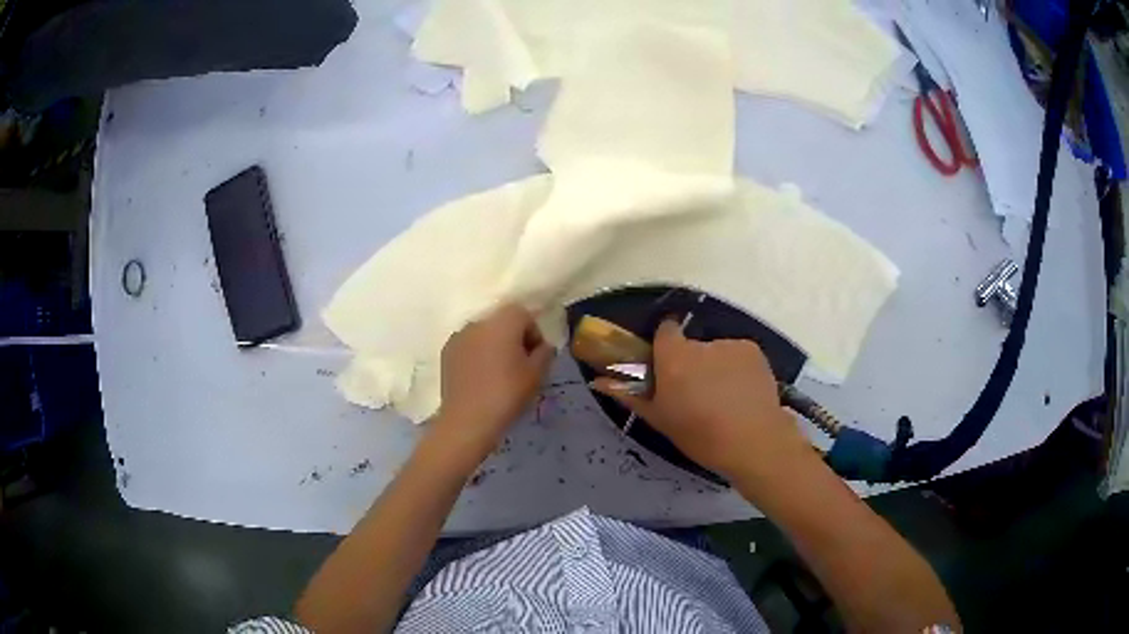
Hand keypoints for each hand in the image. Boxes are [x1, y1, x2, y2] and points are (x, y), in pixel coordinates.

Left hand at [428, 304, 554, 462]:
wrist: (467, 420)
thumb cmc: (507, 394)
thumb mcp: (537, 375)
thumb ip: (545, 353)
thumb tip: (543, 346)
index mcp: (503, 322)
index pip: (524, 314)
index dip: (534, 334)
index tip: (536, 358)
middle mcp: (479, 322)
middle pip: (502, 322)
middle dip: (514, 338)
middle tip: (520, 366)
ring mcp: (459, 336)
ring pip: (484, 334)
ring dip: (494, 346)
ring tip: (499, 373)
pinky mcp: (447, 352)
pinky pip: (469, 346)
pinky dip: (477, 355)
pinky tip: (480, 378)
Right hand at [594, 320, 814, 487]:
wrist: (753, 442)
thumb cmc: (699, 435)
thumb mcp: (659, 419)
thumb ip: (628, 395)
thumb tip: (598, 381)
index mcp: (673, 357)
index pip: (665, 330)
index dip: (665, 346)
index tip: (668, 367)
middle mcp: (701, 344)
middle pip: (691, 345)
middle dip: (692, 362)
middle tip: (696, 392)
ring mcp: (730, 345)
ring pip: (716, 351)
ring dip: (715, 366)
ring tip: (725, 397)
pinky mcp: (753, 350)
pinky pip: (737, 355)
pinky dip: (737, 368)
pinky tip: (742, 393)